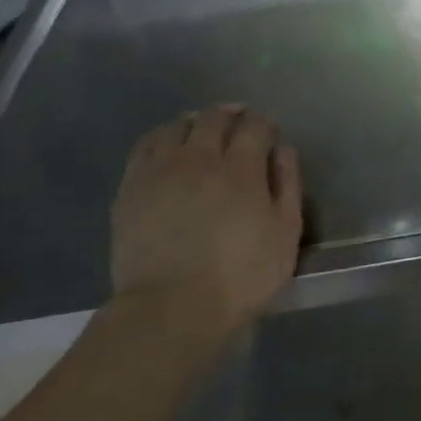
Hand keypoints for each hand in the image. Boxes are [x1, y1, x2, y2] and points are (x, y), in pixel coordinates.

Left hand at [109, 105, 302, 330]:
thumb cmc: (242, 276)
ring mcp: (160, 170)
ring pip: (176, 127)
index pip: (255, 127)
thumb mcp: (286, 235)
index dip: (265, 123)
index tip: (270, 132)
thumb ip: (288, 186)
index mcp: (241, 169)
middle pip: (214, 119)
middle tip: (240, 120)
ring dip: (195, 121)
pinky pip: (146, 146)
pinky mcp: (131, 187)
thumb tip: (284, 150)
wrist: (173, 307)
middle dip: (231, 114)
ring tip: (202, 128)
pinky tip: (168, 146)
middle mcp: (199, 158)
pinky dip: (162, 137)